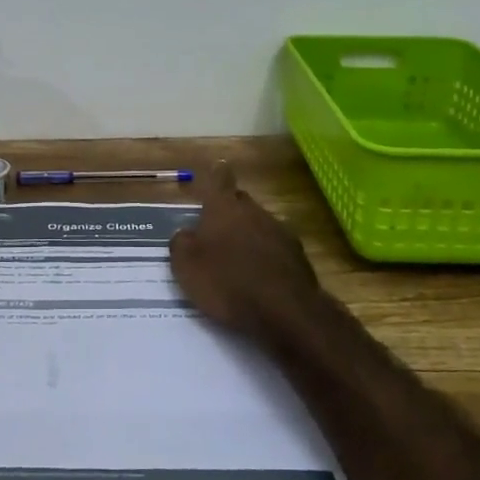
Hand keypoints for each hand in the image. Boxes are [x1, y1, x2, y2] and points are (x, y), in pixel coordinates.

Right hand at [169, 162, 321, 341]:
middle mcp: (254, 212)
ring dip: (250, 235)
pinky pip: (276, 248)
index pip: (220, 180)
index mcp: (224, 208)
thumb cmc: (227, 283)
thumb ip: (181, 243)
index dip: (217, 174)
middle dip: (231, 210)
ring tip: (238, 258)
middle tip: (217, 227)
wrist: (284, 312)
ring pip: (260, 224)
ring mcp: (280, 232)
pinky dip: (267, 256)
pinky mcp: (298, 256)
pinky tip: (261, 276)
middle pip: (241, 202)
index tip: (218, 167)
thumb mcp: (186, 266)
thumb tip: (186, 233)